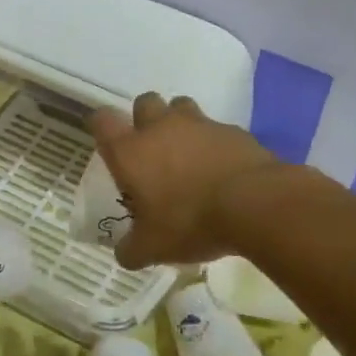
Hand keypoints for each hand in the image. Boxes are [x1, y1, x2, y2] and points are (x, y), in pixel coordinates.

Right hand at [87, 92, 279, 268]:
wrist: (253, 203)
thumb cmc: (189, 222)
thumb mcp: (153, 248)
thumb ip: (132, 249)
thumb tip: (124, 253)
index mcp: (130, 151)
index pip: (103, 120)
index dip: (102, 127)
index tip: (107, 142)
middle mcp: (161, 128)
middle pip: (144, 102)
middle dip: (144, 119)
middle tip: (151, 149)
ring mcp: (199, 124)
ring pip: (181, 106)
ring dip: (180, 124)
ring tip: (187, 153)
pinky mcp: (232, 130)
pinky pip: (216, 129)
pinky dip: (214, 143)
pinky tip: (221, 167)